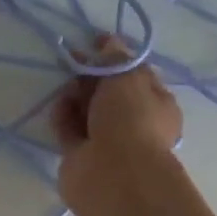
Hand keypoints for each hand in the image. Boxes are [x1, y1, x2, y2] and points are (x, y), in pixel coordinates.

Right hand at [51, 37, 183, 194]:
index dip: (116, 57)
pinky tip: (58, 107)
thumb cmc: (130, 119)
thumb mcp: (127, 76)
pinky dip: (63, 117)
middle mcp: (134, 124)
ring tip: (67, 89)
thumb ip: (115, 57)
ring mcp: (107, 142)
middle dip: (91, 76)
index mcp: (157, 105)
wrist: (113, 173)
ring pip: (87, 111)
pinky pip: (70, 130)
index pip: (136, 75)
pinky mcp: (81, 156)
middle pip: (109, 92)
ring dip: (75, 97)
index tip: (94, 42)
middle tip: (74, 62)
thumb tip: (108, 43)